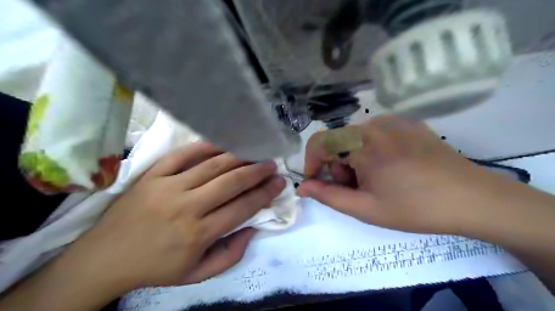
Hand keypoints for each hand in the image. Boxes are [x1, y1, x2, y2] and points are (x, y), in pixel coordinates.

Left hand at [62, 144, 282, 290]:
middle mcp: (187, 207)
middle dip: (256, 171)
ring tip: (253, 152)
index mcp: (199, 233)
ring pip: (211, 165)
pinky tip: (221, 143)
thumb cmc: (156, 267)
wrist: (104, 258)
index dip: (264, 193)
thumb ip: (231, 254)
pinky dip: (205, 147)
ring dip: (238, 157)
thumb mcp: (197, 274)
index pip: (242, 207)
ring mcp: (168, 187)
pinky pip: (183, 155)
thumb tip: (253, 228)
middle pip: (231, 182)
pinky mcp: (152, 175)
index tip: (279, 182)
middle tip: (271, 163)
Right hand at [299, 116, 505, 234]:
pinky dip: (371, 150)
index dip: (311, 163)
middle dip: (338, 166)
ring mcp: (393, 120)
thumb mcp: (365, 208)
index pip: (319, 142)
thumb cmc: (415, 208)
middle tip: (357, 189)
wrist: (473, 199)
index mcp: (362, 143)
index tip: (316, 183)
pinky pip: (375, 134)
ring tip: (375, 180)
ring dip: (354, 159)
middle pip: (338, 142)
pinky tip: (391, 167)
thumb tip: (303, 187)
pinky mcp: (407, 123)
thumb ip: (328, 196)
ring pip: (355, 138)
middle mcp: (374, 123)